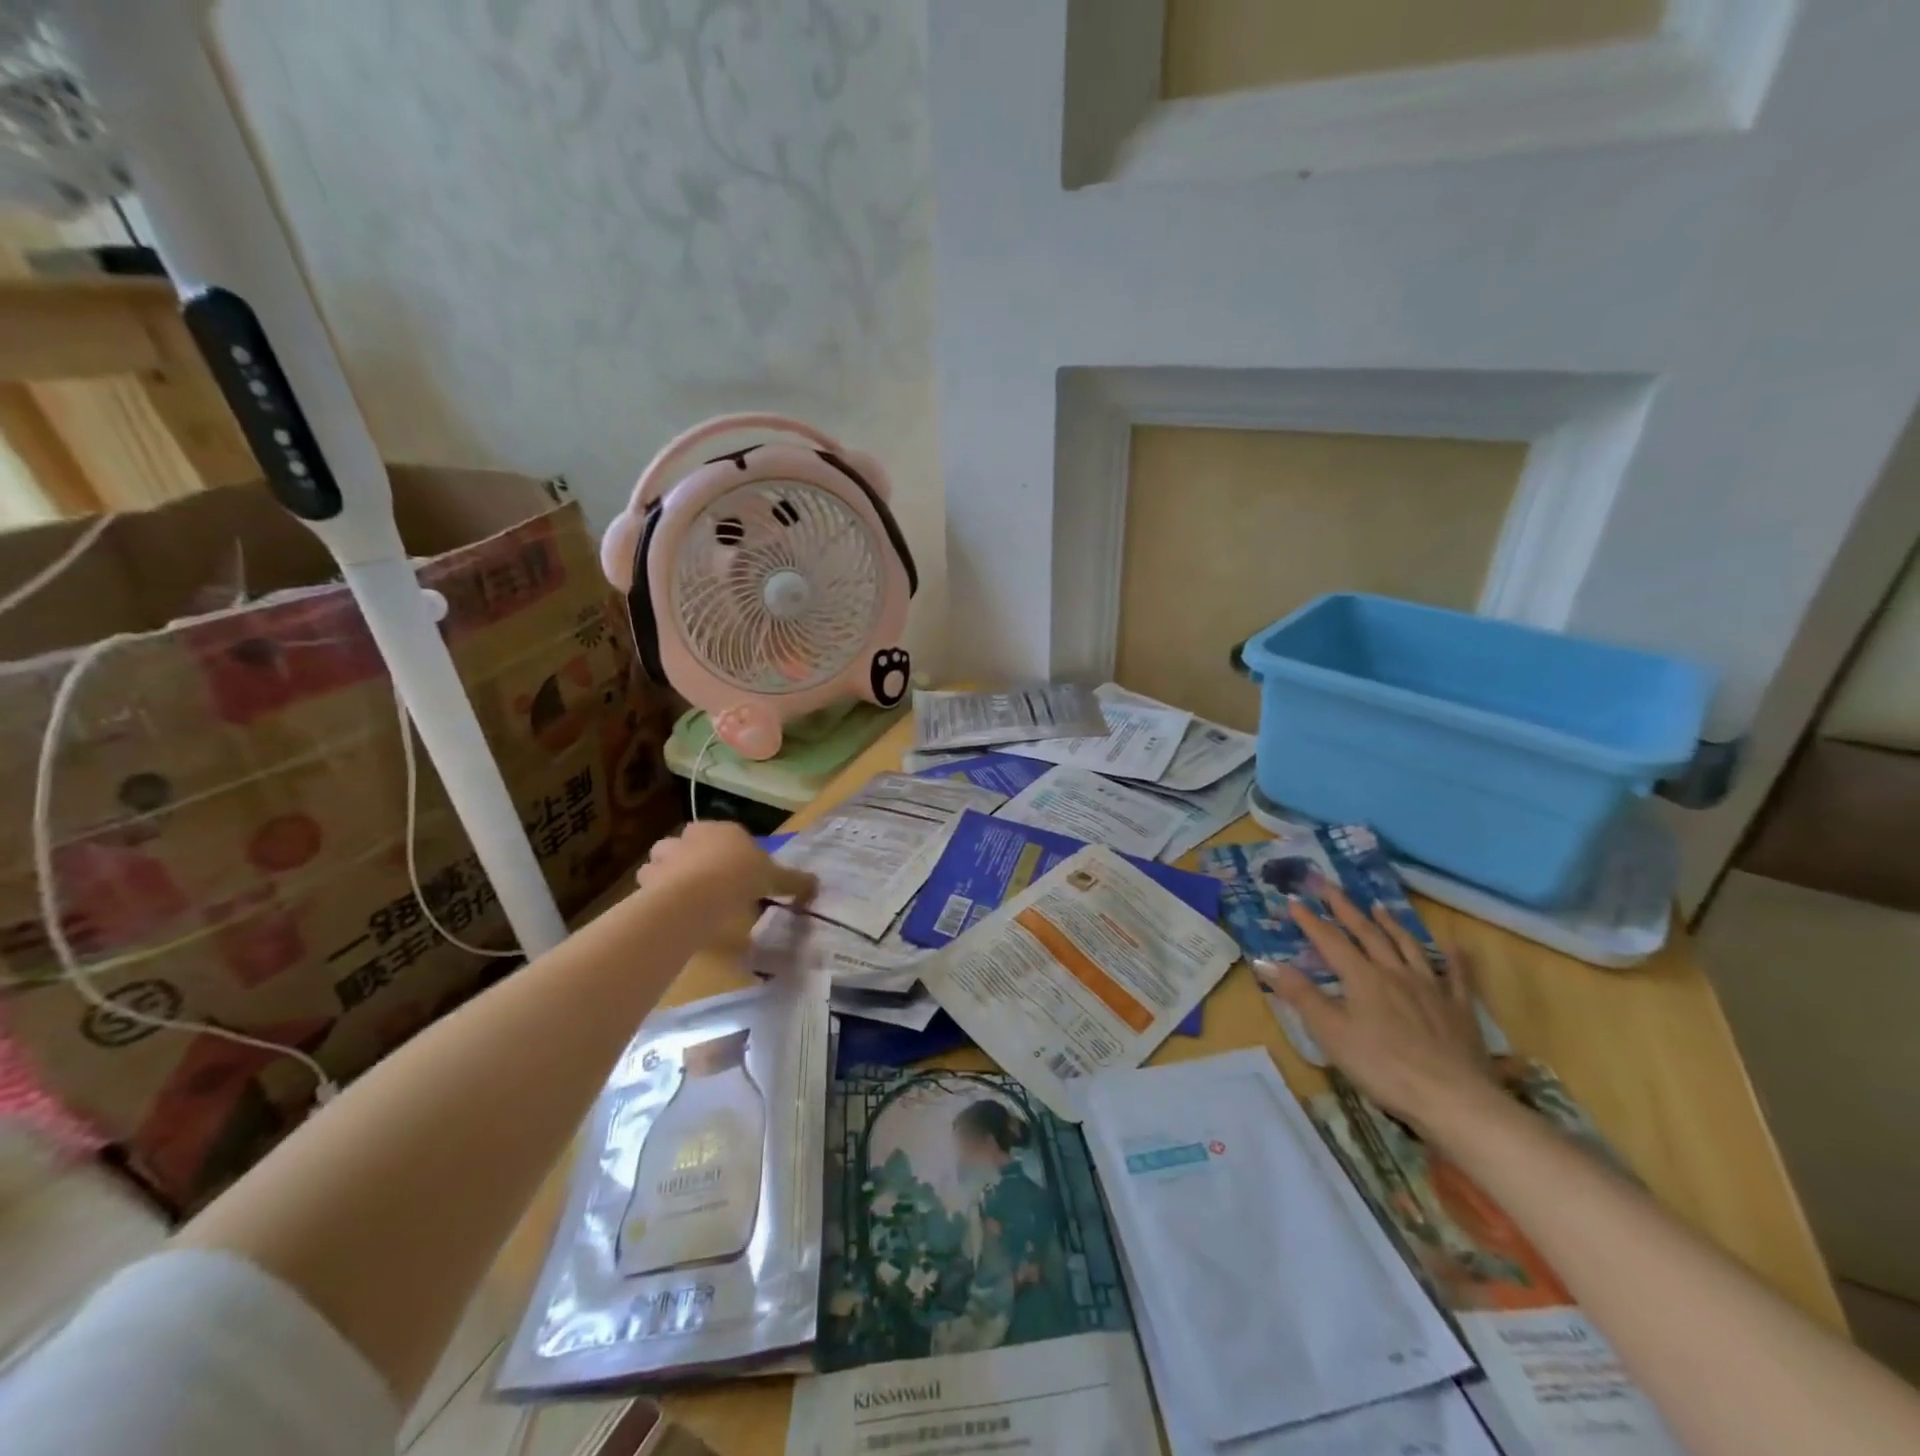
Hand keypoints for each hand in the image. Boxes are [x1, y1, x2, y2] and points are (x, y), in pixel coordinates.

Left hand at [635, 822, 815, 936]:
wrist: (701, 892)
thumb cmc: (742, 876)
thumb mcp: (775, 878)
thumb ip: (793, 881)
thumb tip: (816, 884)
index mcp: (724, 829)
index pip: (725, 834)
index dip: (729, 852)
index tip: (735, 873)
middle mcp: (693, 835)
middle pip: (689, 843)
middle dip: (692, 858)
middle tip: (706, 883)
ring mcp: (667, 854)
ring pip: (662, 860)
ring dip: (667, 873)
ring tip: (681, 896)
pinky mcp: (649, 876)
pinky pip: (650, 883)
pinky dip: (655, 893)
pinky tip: (668, 909)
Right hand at [1261, 888, 1495, 1132]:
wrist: (1453, 1099)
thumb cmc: (1383, 1066)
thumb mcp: (1331, 1033)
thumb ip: (1300, 994)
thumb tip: (1264, 961)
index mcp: (1362, 977)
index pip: (1330, 940)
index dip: (1310, 921)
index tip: (1293, 901)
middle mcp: (1395, 972)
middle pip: (1367, 933)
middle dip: (1345, 908)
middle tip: (1329, 886)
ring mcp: (1431, 988)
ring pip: (1407, 946)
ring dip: (1390, 924)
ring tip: (1378, 906)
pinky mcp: (1458, 1009)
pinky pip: (1455, 975)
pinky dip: (1452, 957)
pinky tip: (1453, 945)